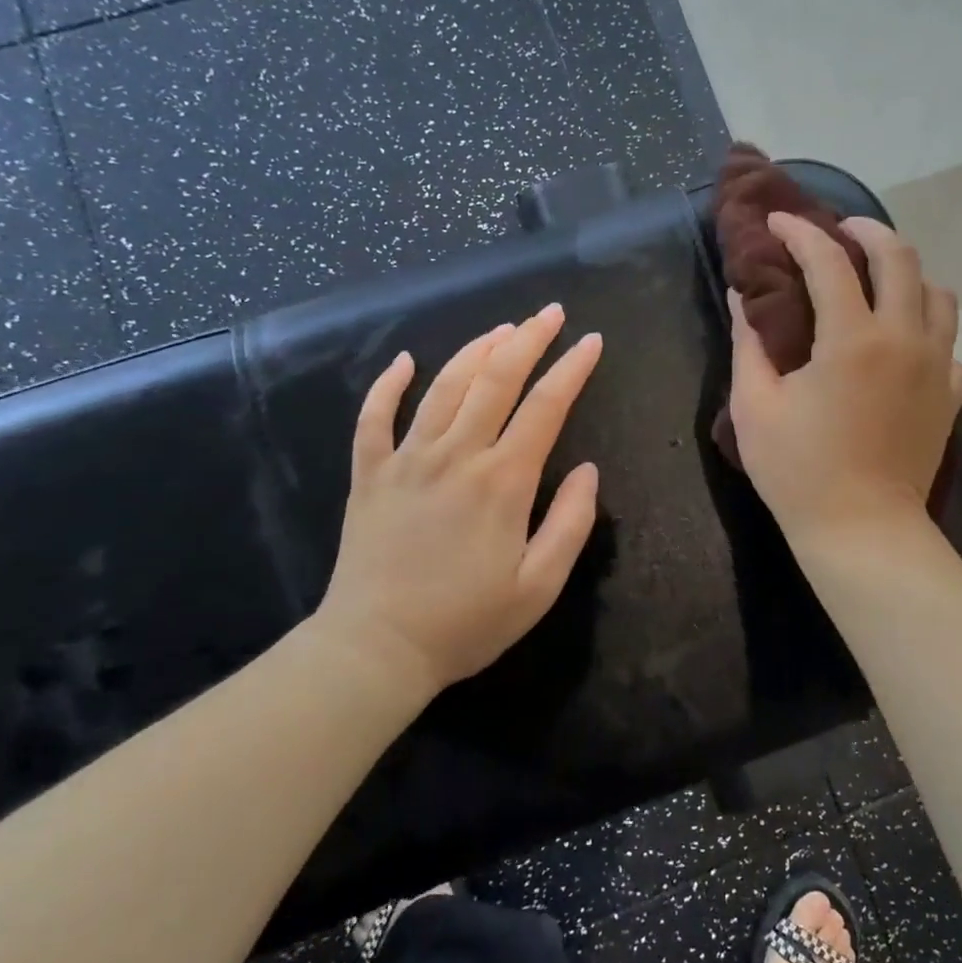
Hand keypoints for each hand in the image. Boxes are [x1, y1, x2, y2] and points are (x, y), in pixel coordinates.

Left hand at [315, 304, 602, 695]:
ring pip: (444, 387)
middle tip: (549, 313)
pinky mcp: (370, 475)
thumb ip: (571, 523)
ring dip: (475, 350)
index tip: (591, 341)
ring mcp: (407, 460)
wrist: (376, 649)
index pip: (545, 407)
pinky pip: (374, 418)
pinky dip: (388, 385)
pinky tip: (404, 361)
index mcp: (503, 481)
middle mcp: (456, 456)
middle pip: (495, 380)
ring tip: (501, 329)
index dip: (572, 369)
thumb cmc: (466, 622)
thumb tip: (588, 470)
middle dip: (528, 339)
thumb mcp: (539, 587)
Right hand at [727, 213, 961, 545]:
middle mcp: (904, 339)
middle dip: (867, 231)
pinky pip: (947, 341)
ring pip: (938, 294)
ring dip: (906, 274)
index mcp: (851, 339)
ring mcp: (936, 367)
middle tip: (839, 231)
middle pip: (901, 258)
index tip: (778, 221)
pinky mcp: (950, 396)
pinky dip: (923, 326)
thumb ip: (749, 343)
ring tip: (876, 281)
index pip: (828, 261)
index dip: (800, 233)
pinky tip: (899, 342)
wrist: (863, 531)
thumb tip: (742, 296)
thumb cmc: (799, 471)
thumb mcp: (755, 406)